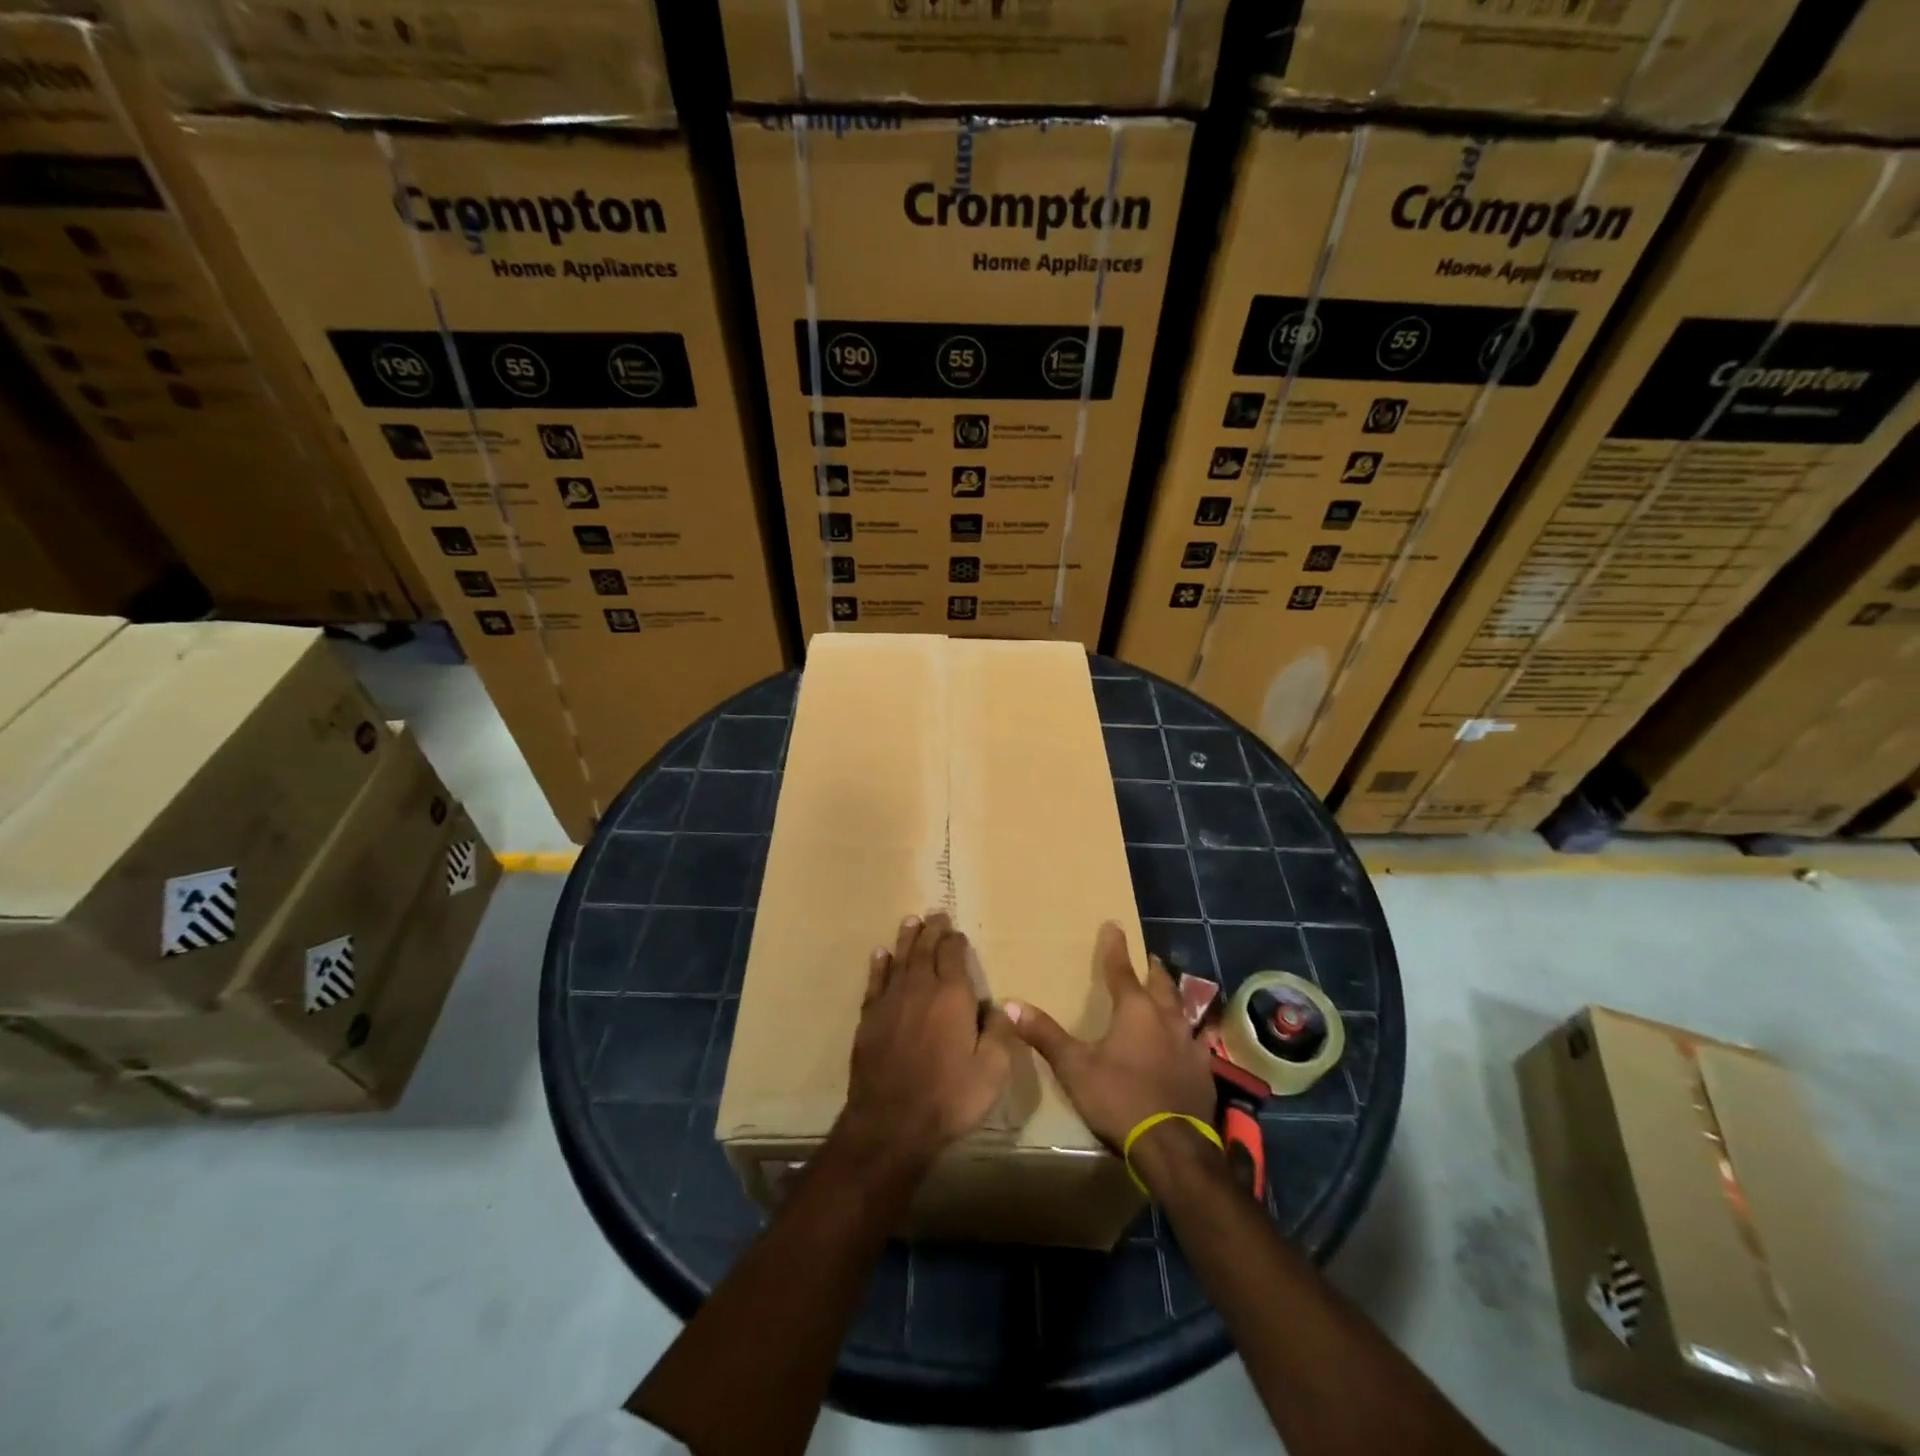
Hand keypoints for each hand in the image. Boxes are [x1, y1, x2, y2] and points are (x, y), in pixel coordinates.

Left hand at [840, 912, 1015, 1173]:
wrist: (892, 1122)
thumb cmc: (950, 1096)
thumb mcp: (993, 1069)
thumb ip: (999, 1031)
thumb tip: (996, 1006)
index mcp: (952, 995)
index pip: (953, 955)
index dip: (955, 940)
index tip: (957, 930)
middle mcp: (920, 988)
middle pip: (925, 950)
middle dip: (932, 930)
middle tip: (935, 914)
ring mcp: (891, 1002)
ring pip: (900, 959)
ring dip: (907, 939)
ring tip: (910, 921)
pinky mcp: (869, 1019)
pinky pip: (875, 982)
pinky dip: (879, 965)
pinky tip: (880, 954)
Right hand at [1005, 922, 1216, 1148]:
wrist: (1173, 1147)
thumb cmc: (1119, 1098)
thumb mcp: (1074, 1066)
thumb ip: (1045, 1034)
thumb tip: (1010, 1004)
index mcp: (1134, 1010)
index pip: (1121, 969)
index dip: (1114, 947)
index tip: (1114, 925)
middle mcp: (1166, 1018)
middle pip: (1160, 985)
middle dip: (1152, 969)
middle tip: (1149, 957)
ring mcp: (1190, 1045)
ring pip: (1184, 1010)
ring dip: (1176, 997)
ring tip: (1173, 991)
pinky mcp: (1204, 1072)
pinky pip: (1201, 1043)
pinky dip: (1195, 1034)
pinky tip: (1197, 1040)